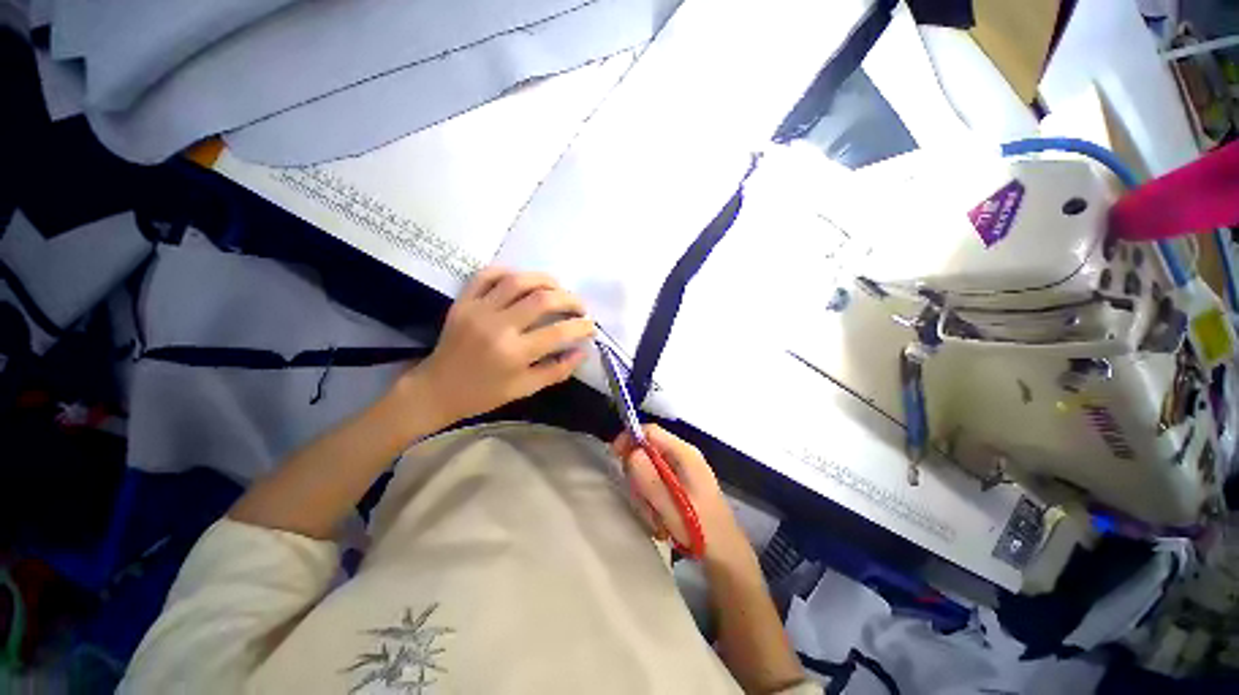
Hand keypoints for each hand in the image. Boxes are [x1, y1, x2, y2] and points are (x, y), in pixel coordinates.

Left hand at [399, 267, 595, 425]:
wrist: (437, 389)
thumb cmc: (484, 394)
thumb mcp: (525, 389)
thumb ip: (557, 371)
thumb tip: (582, 351)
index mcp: (514, 354)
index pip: (558, 332)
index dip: (581, 326)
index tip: (590, 326)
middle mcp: (498, 327)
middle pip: (542, 300)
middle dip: (570, 299)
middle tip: (580, 306)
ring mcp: (478, 310)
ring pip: (518, 281)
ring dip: (545, 280)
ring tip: (558, 288)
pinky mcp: (463, 302)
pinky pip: (486, 275)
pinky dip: (508, 271)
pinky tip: (523, 279)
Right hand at [611, 424, 749, 564]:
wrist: (726, 556)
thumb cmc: (701, 530)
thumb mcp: (671, 506)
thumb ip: (649, 478)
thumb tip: (631, 452)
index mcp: (685, 454)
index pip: (651, 431)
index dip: (630, 439)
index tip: (615, 456)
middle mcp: (683, 457)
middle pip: (647, 451)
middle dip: (639, 476)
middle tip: (642, 501)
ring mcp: (683, 470)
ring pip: (649, 470)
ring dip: (645, 494)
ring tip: (656, 518)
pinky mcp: (681, 484)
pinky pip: (657, 483)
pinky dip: (653, 501)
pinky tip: (661, 521)